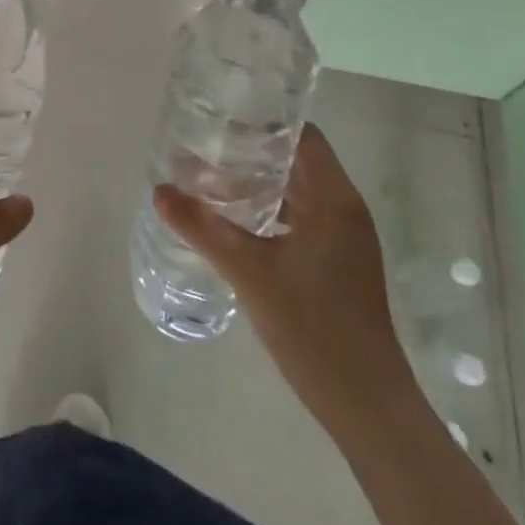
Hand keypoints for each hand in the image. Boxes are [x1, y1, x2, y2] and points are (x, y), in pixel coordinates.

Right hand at [154, 125, 415, 431]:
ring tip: (209, 181)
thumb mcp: (248, 271)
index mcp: (334, 200)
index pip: (302, 136)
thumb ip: (201, 226)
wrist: (366, 406)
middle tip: (203, 148)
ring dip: (257, 185)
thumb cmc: (312, 328)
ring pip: (296, 193)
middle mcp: (345, 211)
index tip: (222, 118)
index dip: (264, 122)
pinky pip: (300, 219)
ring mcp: (344, 240)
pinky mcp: (338, 265)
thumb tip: (159, 190)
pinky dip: (268, 212)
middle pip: (297, 162)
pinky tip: (234, 224)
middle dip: (251, 153)